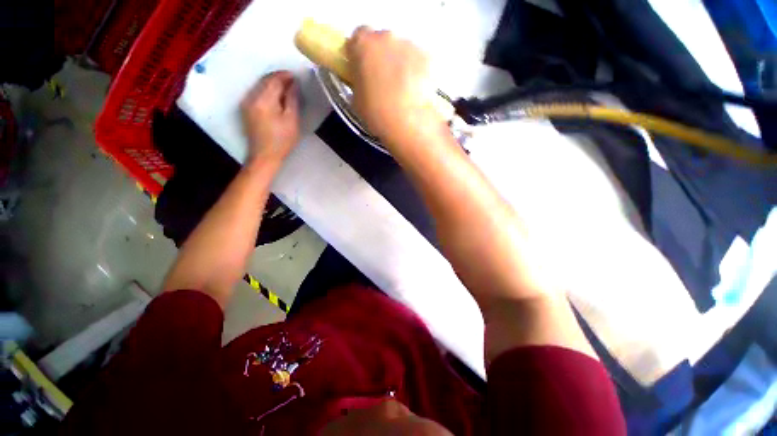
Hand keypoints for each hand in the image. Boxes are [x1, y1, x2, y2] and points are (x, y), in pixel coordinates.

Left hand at [241, 71, 299, 165]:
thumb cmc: (282, 140)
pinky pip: (256, 93)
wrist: (264, 156)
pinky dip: (267, 91)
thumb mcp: (291, 121)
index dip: (285, 76)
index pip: (274, 80)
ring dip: (272, 84)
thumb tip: (293, 84)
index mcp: (264, 100)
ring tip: (286, 88)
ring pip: (260, 86)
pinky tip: (275, 96)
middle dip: (278, 78)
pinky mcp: (245, 109)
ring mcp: (246, 103)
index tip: (295, 77)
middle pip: (265, 81)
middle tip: (292, 81)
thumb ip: (292, 100)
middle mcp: (251, 97)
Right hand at [346, 27, 443, 149]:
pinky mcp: (427, 57)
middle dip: (383, 57)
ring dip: (401, 64)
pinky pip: (419, 61)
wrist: (405, 122)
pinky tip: (416, 91)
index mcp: (362, 45)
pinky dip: (417, 72)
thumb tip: (365, 82)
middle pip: (383, 41)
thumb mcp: (357, 99)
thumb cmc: (375, 113)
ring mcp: (409, 45)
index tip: (363, 66)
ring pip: (403, 50)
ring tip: (402, 90)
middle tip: (384, 81)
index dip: (361, 52)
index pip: (358, 36)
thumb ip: (359, 81)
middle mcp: (386, 37)